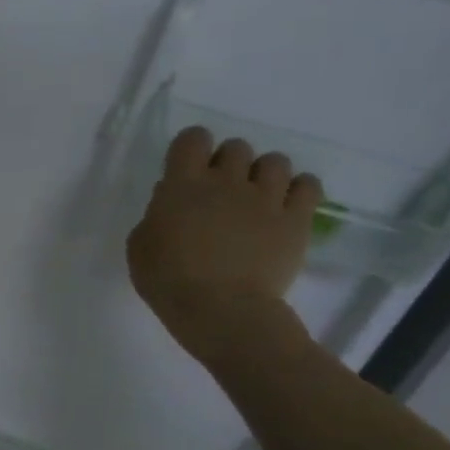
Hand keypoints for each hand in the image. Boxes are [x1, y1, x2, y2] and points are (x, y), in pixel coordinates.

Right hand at [126, 126, 322, 366]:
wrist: (221, 309)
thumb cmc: (168, 280)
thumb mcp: (140, 246)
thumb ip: (156, 215)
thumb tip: (173, 200)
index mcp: (183, 185)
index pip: (193, 139)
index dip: (191, 148)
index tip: (187, 168)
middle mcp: (227, 182)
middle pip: (236, 147)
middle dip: (227, 164)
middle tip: (220, 191)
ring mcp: (266, 198)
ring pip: (275, 161)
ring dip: (262, 175)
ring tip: (255, 199)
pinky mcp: (296, 219)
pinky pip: (308, 185)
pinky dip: (297, 190)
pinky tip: (284, 206)